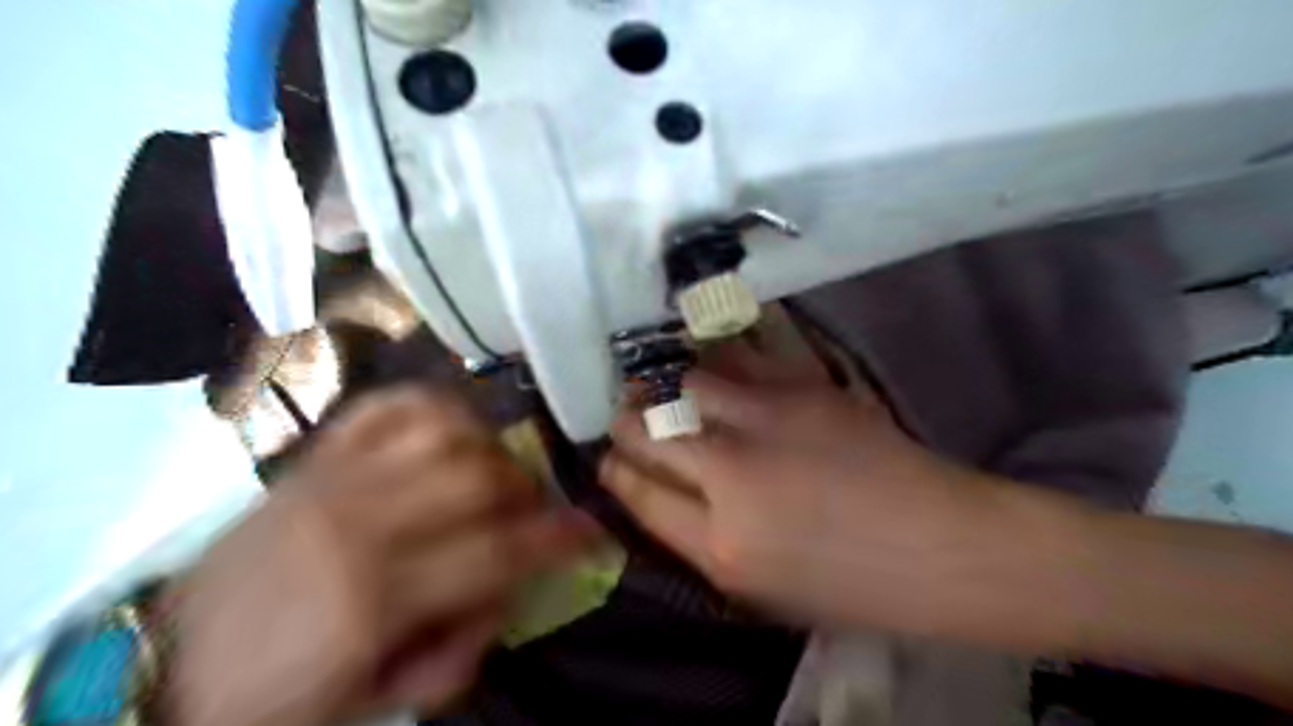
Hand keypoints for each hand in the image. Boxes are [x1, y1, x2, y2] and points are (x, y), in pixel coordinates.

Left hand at [160, 389, 601, 725]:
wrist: (156, 669)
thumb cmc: (272, 700)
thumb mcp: (375, 698)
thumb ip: (456, 642)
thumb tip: (508, 589)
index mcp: (373, 598)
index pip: (497, 550)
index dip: (558, 537)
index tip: (590, 531)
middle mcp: (359, 521)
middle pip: (478, 476)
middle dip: (526, 490)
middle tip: (533, 511)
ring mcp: (331, 479)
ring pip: (442, 427)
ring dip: (488, 445)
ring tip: (494, 472)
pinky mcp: (312, 458)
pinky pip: (387, 406)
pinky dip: (435, 406)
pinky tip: (451, 429)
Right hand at [598, 341, 993, 633]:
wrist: (940, 545)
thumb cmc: (850, 585)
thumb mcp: (760, 591)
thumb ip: (698, 538)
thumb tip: (656, 489)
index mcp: (722, 546)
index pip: (638, 490)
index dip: (613, 469)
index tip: (607, 457)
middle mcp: (735, 475)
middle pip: (650, 430)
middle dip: (624, 421)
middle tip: (623, 415)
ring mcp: (770, 421)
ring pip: (684, 384)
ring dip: (659, 384)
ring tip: (653, 381)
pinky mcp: (804, 388)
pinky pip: (735, 360)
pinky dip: (708, 358)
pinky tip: (699, 357)